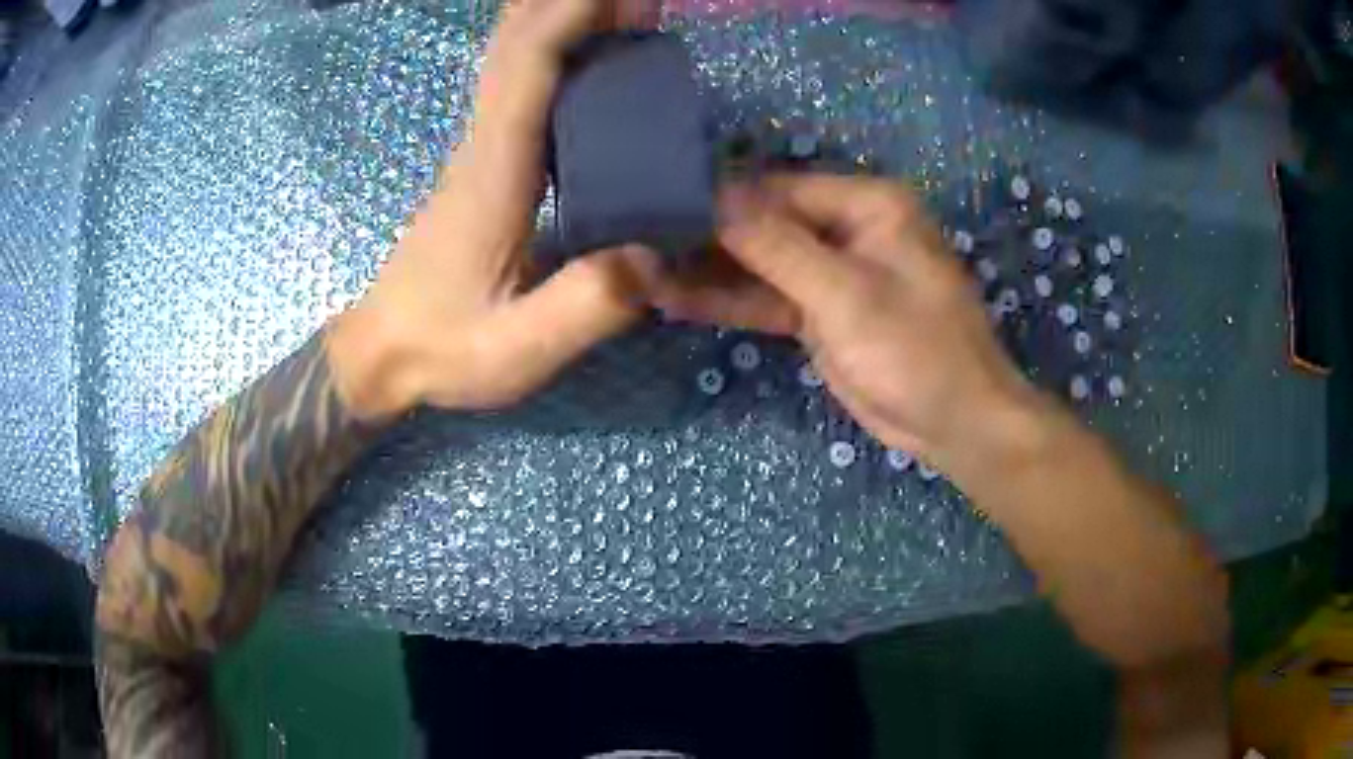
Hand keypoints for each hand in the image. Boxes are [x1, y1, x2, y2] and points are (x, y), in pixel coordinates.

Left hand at [329, 0, 659, 416]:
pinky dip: (556, 48)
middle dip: (573, 4)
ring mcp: (480, 146)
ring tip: (630, 9)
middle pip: (517, 42)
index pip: (529, 67)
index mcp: (493, 173)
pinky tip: (595, 51)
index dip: (573, 15)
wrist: (382, 351)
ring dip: (565, 16)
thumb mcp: (515, 351)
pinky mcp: (486, 160)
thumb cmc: (441, 350)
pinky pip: (521, 82)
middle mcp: (484, 142)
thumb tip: (656, 256)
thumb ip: (585, 307)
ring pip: (515, 55)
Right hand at [652, 174, 1038, 462]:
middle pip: (764, 224)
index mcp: (867, 204)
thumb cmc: (916, 350)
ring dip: (708, 272)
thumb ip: (775, 246)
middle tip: (636, 242)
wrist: (955, 424)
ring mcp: (832, 273)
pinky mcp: (821, 312)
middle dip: (706, 237)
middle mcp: (848, 228)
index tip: (653, 207)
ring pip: (760, 264)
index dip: (718, 199)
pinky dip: (728, 302)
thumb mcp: (846, 294)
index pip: (777, 188)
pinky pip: (768, 298)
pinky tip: (673, 300)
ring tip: (640, 272)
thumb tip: (712, 198)